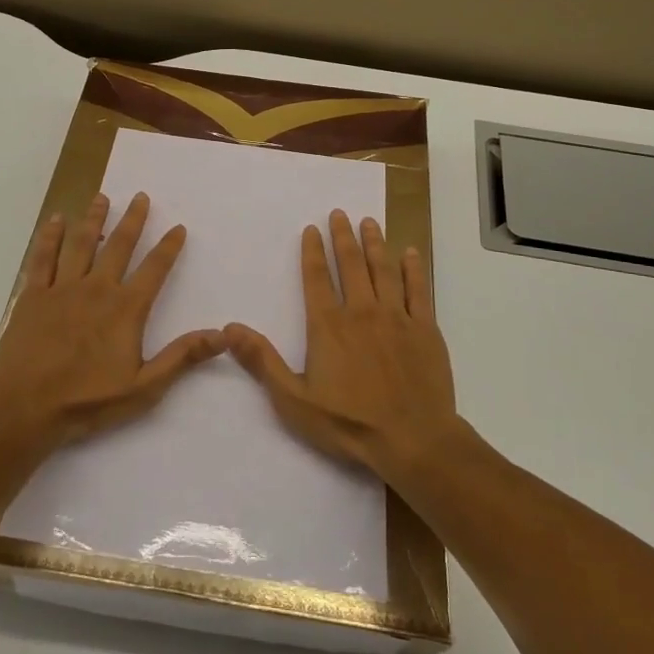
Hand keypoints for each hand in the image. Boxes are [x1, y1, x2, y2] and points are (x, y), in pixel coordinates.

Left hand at [0, 191, 222, 450]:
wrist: (24, 407)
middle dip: (133, 220)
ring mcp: (63, 288)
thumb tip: (222, 335)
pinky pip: (43, 258)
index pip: (154, 269)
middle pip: (119, 246)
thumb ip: (182, 357)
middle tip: (141, 196)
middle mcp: (97, 288)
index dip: (168, 247)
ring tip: (102, 197)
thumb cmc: (87, 401)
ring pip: (81, 244)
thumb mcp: (144, 387)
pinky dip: (50, 237)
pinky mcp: (33, 296)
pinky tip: (55, 220)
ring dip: (94, 219)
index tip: (178, 228)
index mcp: (125, 309)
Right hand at [224, 209, 458, 481]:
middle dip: (344, 236)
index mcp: (328, 325)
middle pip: (351, 264)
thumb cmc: (349, 423)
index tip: (312, 228)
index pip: (317, 278)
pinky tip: (410, 252)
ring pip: (384, 270)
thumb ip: (262, 361)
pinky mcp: (425, 329)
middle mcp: (361, 311)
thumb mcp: (293, 399)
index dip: (313, 251)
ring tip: (369, 222)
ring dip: (375, 243)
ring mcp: (396, 317)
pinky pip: (418, 290)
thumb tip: (229, 327)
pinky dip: (413, 269)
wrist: (413, 440)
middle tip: (341, 213)